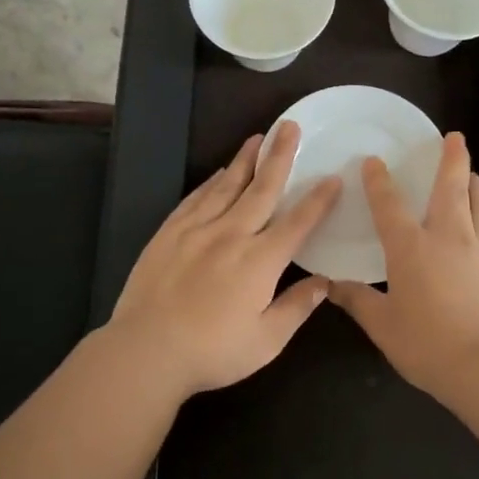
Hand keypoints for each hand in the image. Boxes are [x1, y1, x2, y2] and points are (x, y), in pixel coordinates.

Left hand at [108, 122, 341, 395]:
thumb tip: (325, 283)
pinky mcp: (169, 233)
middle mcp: (231, 235)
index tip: (332, 177)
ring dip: (245, 159)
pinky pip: (195, 198)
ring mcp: (197, 230)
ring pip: (227, 185)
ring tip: (258, 137)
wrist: (146, 351)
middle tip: (290, 127)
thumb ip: (297, 308)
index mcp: (260, 261)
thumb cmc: (212, 352)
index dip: (318, 200)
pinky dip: (211, 182)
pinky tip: (218, 172)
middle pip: (262, 189)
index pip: (297, 223)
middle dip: (280, 156)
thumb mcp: (266, 341)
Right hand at [329, 132, 478, 393]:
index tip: (373, 161)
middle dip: (452, 159)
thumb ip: (358, 301)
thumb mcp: (383, 325)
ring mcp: (477, 251)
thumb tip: (331, 285)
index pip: (390, 205)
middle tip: (454, 137)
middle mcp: (447, 238)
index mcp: (411, 247)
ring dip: (475, 182)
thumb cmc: (428, 343)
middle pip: (452, 188)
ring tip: (471, 174)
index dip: (379, 181)